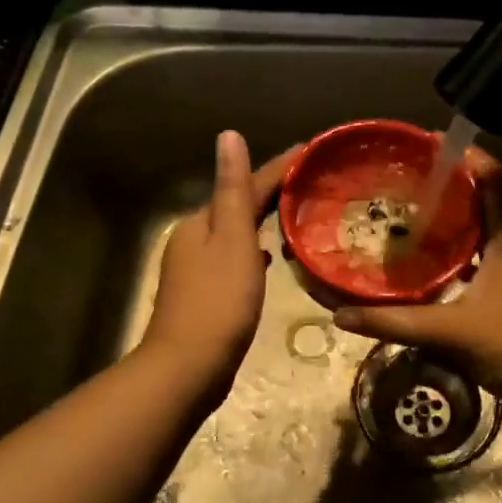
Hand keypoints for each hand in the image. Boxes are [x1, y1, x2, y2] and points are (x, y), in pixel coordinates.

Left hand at [141, 131, 299, 399]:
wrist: (188, 367)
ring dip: (263, 222)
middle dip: (272, 193)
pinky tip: (269, 258)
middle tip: (312, 182)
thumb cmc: (219, 301)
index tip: (311, 152)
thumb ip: (233, 189)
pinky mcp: (205, 295)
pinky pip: (236, 259)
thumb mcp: (232, 239)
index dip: (279, 168)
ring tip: (298, 215)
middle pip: (238, 206)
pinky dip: (254, 251)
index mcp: (201, 222)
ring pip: (237, 234)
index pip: (245, 185)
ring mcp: (196, 269)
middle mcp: (193, 239)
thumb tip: (228, 135)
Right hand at [332, 151, 501, 409]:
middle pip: (485, 202)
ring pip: (480, 233)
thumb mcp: (449, 330)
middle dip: (450, 187)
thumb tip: (341, 315)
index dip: (469, 158)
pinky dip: (452, 254)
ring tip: (409, 214)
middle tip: (408, 180)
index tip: (432, 144)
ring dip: (452, 221)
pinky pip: (476, 260)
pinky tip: (423, 265)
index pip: (495, 181)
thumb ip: (394, 322)